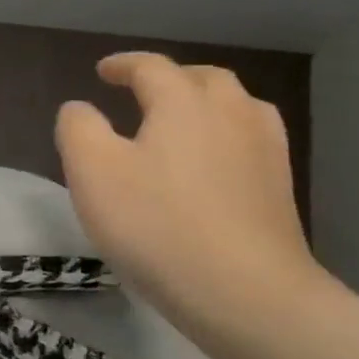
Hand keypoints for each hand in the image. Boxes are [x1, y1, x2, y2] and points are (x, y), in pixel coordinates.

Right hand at [55, 53, 328, 347]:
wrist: (245, 293)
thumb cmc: (157, 224)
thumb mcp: (92, 171)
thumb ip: (78, 128)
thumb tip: (80, 108)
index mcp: (184, 103)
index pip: (152, 68)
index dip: (123, 65)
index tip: (102, 71)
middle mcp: (231, 115)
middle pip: (204, 79)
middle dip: (171, 77)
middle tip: (142, 90)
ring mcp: (264, 152)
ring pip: (237, 106)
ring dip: (205, 102)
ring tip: (181, 119)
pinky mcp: (279, 189)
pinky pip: (251, 140)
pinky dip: (225, 134)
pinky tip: (212, 160)